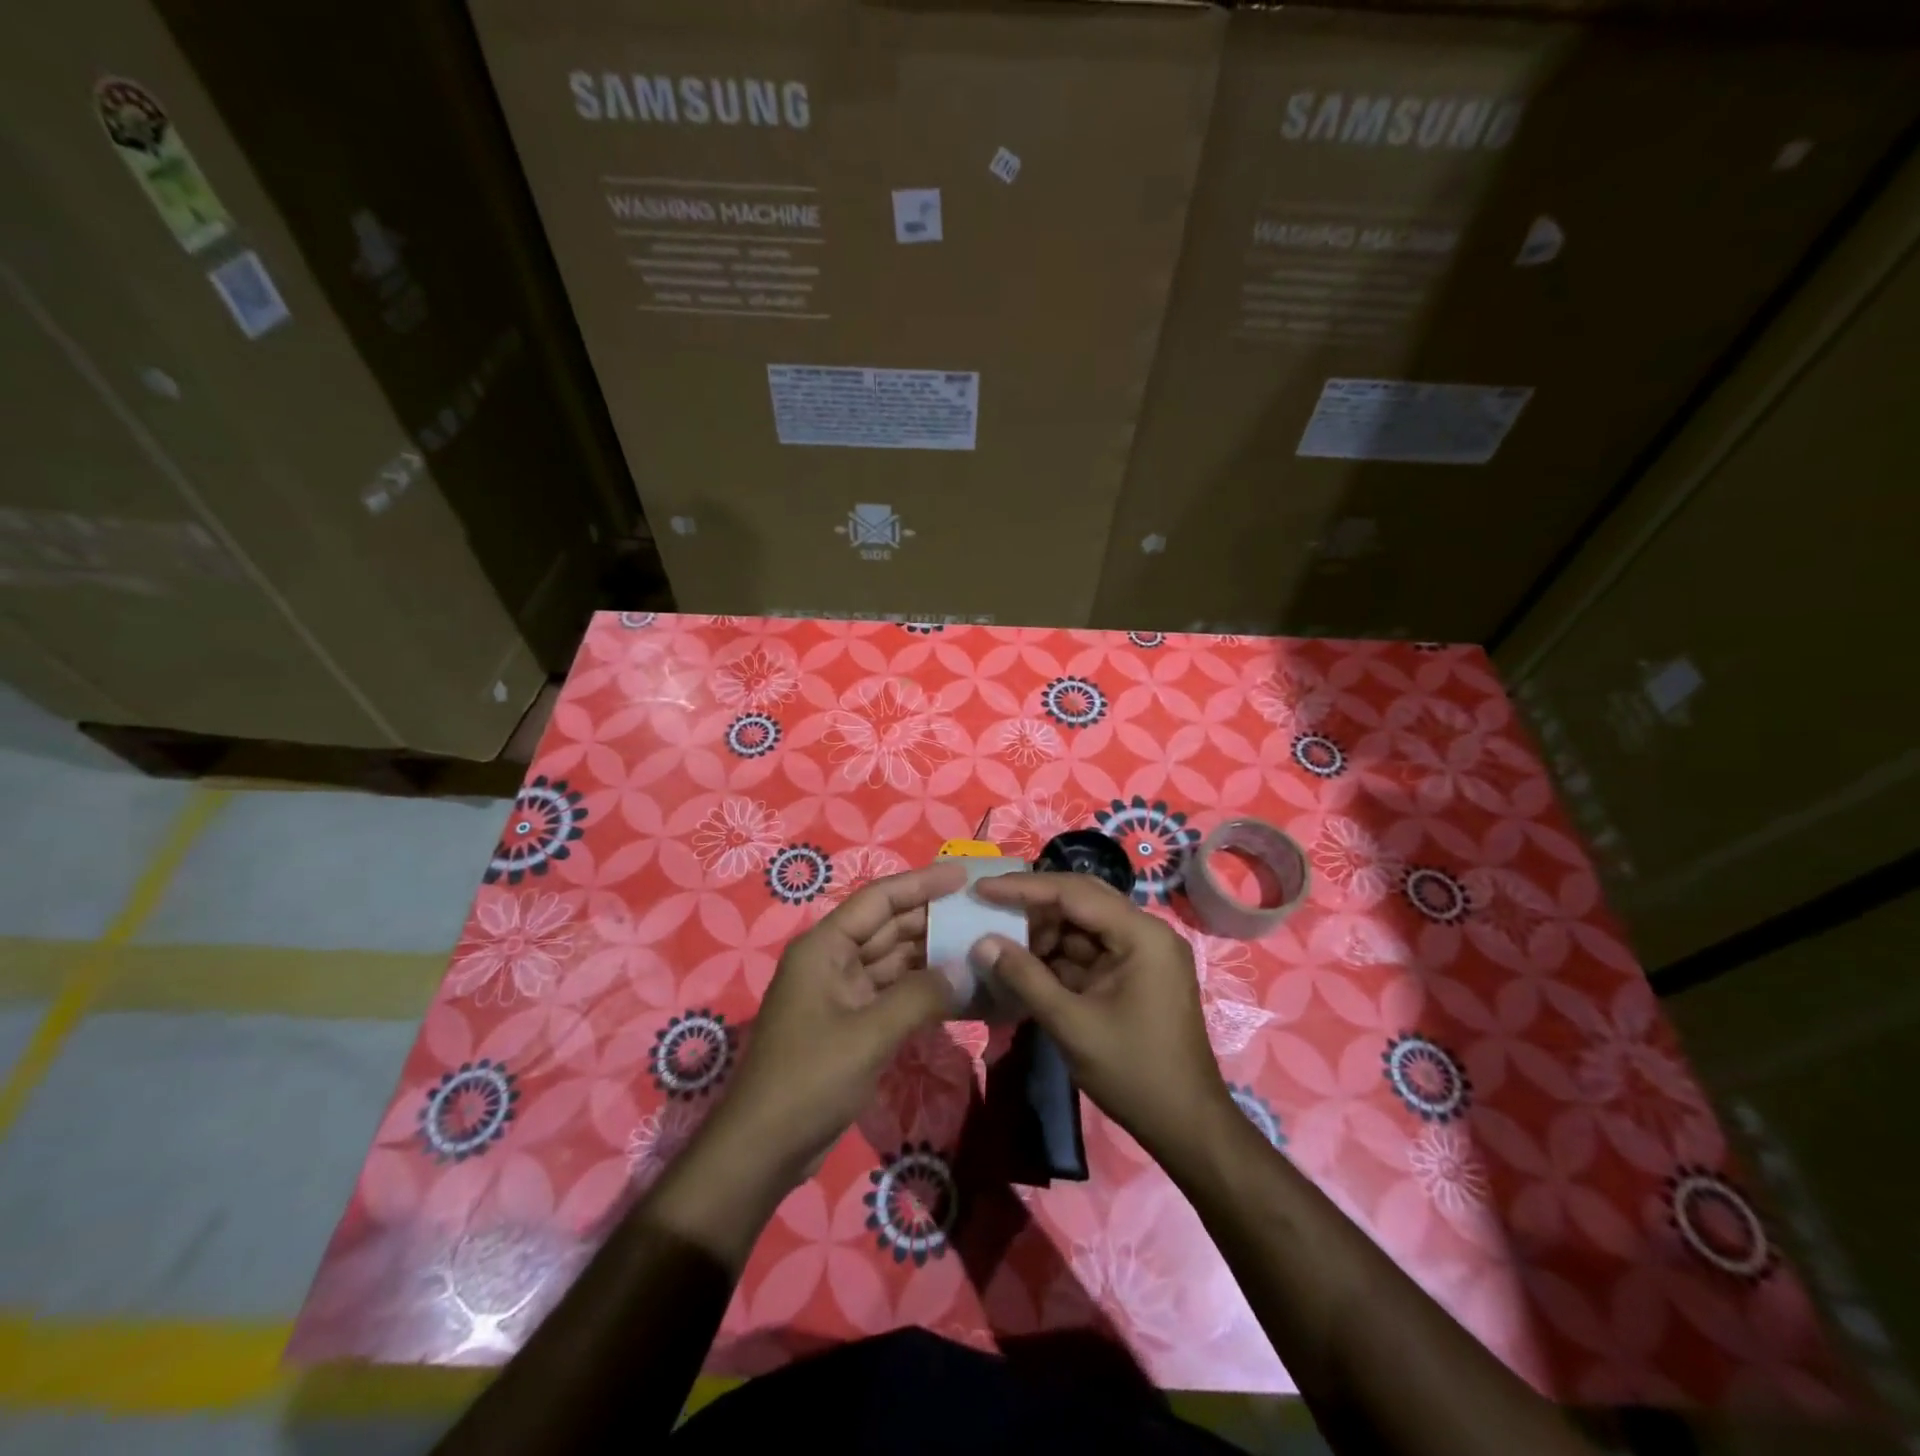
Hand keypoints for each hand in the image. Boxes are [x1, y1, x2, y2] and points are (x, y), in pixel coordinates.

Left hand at [708, 860, 967, 1182]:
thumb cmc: (809, 1078)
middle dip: (933, 919)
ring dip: (932, 956)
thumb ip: (920, 997)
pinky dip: (923, 991)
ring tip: (979, 947)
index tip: (963, 877)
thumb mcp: (868, 1034)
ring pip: (895, 961)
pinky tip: (959, 991)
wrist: (764, 1148)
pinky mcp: (852, 1023)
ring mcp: (842, 993)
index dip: (921, 883)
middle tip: (981, 913)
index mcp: (825, 947)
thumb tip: (965, 970)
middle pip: (889, 927)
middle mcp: (833, 961)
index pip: (879, 899)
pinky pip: (894, 994)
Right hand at [970, 871, 1233, 1160]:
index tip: (982, 888)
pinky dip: (1058, 956)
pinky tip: (1025, 965)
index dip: (1023, 888)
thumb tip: (982, 943)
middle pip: (1080, 900)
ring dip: (1043, 932)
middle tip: (987, 907)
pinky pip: (1090, 950)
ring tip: (1001, 943)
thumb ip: (1025, 978)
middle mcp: (1146, 932)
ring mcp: (1142, 953)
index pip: (1073, 892)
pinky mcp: (1135, 973)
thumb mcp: (1072, 1025)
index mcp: (1141, 934)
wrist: (1187, 1126)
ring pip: (1083, 924)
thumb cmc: (1134, 1073)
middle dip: (1033, 905)